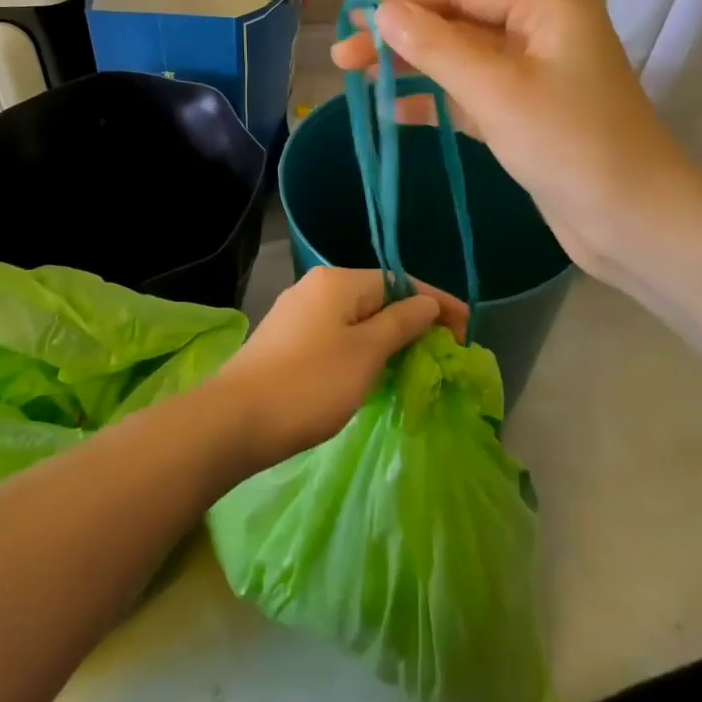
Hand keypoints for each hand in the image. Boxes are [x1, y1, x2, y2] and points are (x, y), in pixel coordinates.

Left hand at [219, 267, 464, 469]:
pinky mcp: (286, 341)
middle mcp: (316, 287)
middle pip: (378, 297)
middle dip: (413, 321)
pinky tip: (372, 372)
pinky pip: (337, 336)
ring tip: (414, 365)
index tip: (468, 330)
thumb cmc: (309, 384)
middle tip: (443, 352)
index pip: (399, 281)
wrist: (234, 420)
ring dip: (388, 338)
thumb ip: (400, 323)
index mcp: (337, 281)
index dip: (437, 303)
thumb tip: (426, 303)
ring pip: (356, 319)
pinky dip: (362, 350)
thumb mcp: (366, 353)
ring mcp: (297, 314)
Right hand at [330, 0, 701, 285]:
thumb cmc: (571, 146)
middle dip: (402, 36)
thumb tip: (382, 13)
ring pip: (461, 59)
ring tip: (358, 79)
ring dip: (413, 67)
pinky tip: (394, 111)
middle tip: (344, 55)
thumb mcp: (497, 91)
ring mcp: (535, 75)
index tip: (356, 15)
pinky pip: (471, 95)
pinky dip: (435, 100)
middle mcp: (542, 32)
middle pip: (458, 21)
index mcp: (547, 9)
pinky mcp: (526, 115)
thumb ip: (437, 48)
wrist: (634, 224)